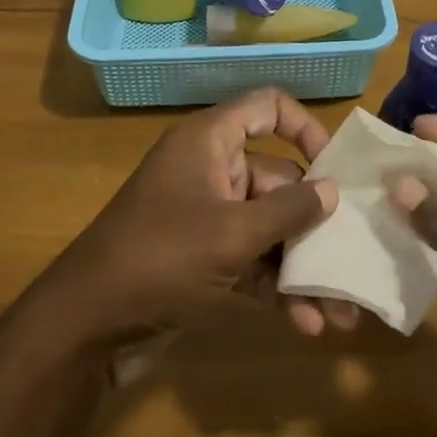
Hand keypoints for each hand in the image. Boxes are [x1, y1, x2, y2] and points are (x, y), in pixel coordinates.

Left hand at [34, 88, 338, 354]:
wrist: (84, 328)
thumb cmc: (159, 259)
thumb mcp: (230, 234)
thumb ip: (287, 211)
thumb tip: (332, 191)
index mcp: (210, 142)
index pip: (267, 108)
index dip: (305, 128)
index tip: (334, 168)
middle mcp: (210, 170)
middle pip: (277, 177)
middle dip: (315, 220)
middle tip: (353, 255)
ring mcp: (206, 215)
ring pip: (268, 225)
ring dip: (302, 263)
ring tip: (342, 309)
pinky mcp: (202, 257)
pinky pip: (251, 258)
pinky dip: (276, 284)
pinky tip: (306, 323)